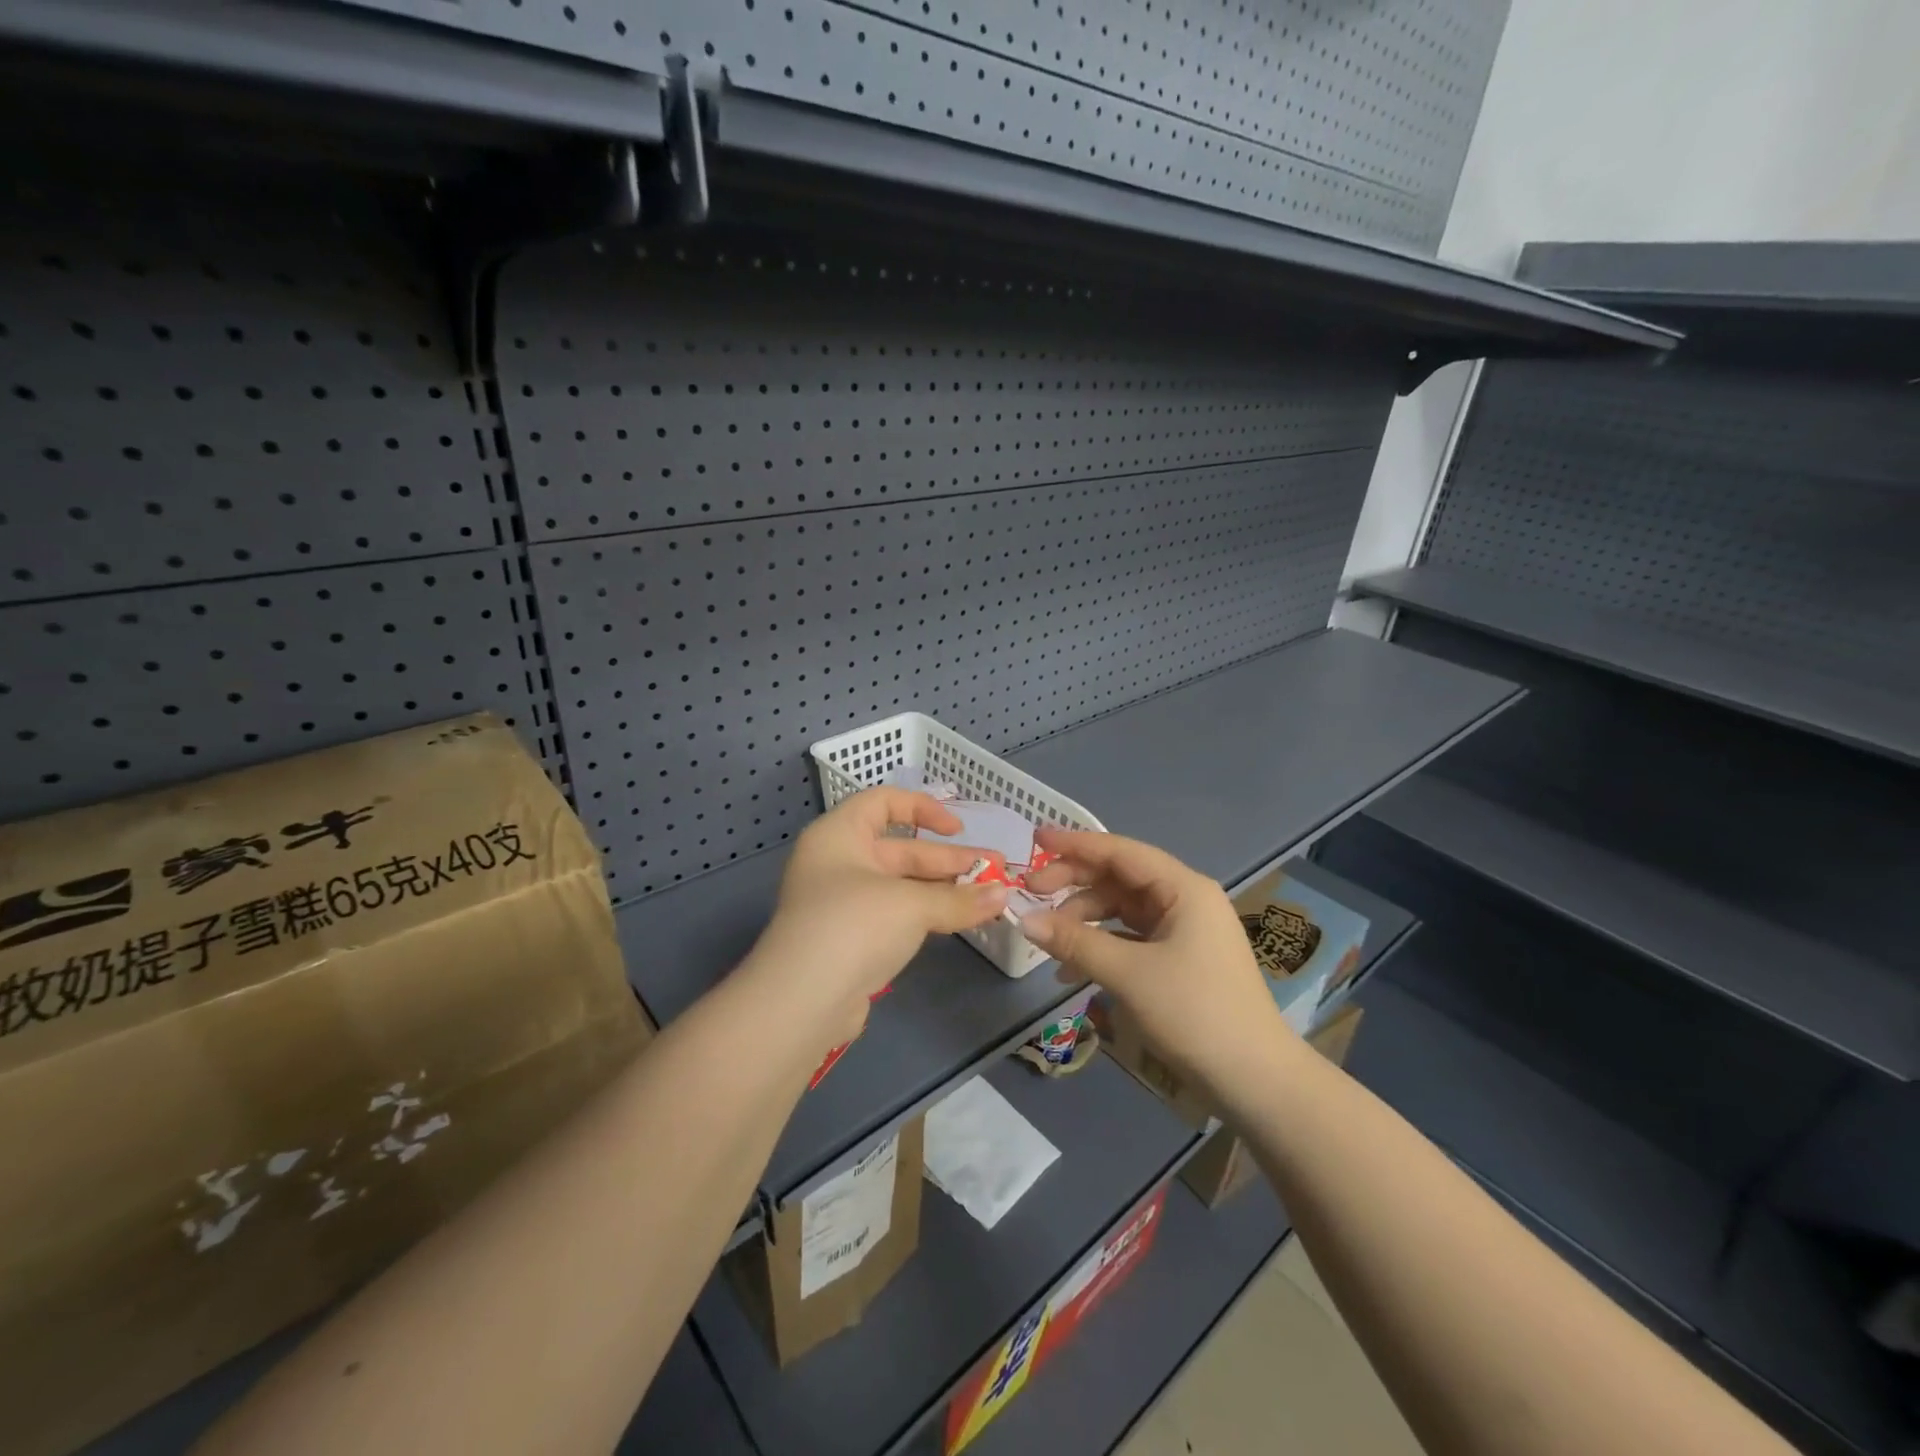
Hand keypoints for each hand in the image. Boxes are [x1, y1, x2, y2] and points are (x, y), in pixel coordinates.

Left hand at [744, 788, 1007, 1048]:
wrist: (802, 1003)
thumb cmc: (853, 926)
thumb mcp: (911, 905)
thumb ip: (959, 899)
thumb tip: (1003, 896)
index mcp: (839, 834)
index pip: (882, 802)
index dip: (923, 808)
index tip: (958, 829)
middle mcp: (837, 862)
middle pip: (901, 850)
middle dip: (949, 861)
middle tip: (996, 871)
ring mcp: (842, 904)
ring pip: (902, 886)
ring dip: (944, 890)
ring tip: (990, 898)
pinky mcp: (850, 941)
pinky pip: (896, 916)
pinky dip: (927, 916)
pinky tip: (960, 921)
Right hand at [1020, 828, 1291, 1103]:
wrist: (1256, 1081)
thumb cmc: (1196, 1013)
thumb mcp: (1129, 974)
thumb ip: (1075, 942)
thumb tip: (1023, 919)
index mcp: (1183, 889)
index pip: (1120, 852)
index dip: (1075, 844)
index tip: (1035, 837)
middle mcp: (1184, 900)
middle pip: (1119, 879)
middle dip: (1074, 884)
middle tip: (1031, 893)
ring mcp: (1183, 932)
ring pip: (1121, 910)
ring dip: (1083, 920)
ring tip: (1048, 941)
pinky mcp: (1179, 961)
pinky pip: (1130, 940)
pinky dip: (1100, 948)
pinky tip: (1071, 972)